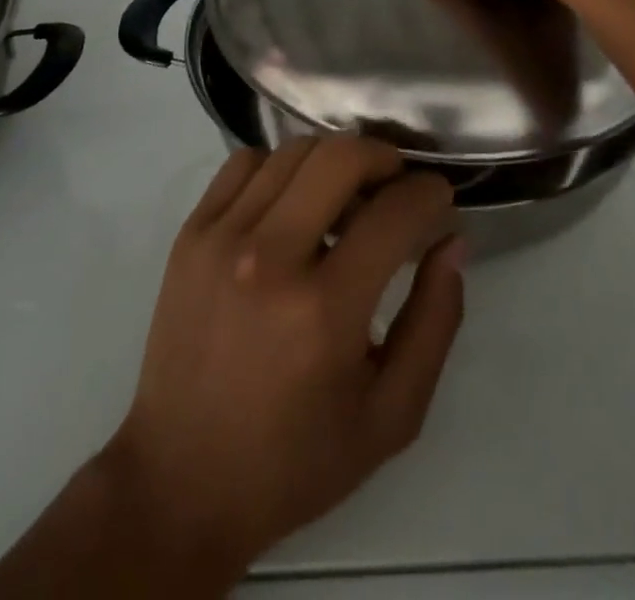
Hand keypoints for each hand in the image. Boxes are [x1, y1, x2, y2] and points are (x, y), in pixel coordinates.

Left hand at [103, 138, 463, 587]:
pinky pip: (245, 162)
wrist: (181, 484)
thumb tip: (452, 241)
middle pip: (341, 156)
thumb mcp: (391, 415)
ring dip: (333, 162)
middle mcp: (270, 258)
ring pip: (294, 151)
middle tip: (395, 184)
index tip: (438, 199)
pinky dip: (279, 167)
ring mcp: (221, 238)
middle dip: (383, 157)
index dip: (430, 193)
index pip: (395, 211)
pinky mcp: (190, 234)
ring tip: (344, 198)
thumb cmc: (296, 460)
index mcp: (325, 310)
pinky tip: (290, 204)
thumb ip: (435, 321)